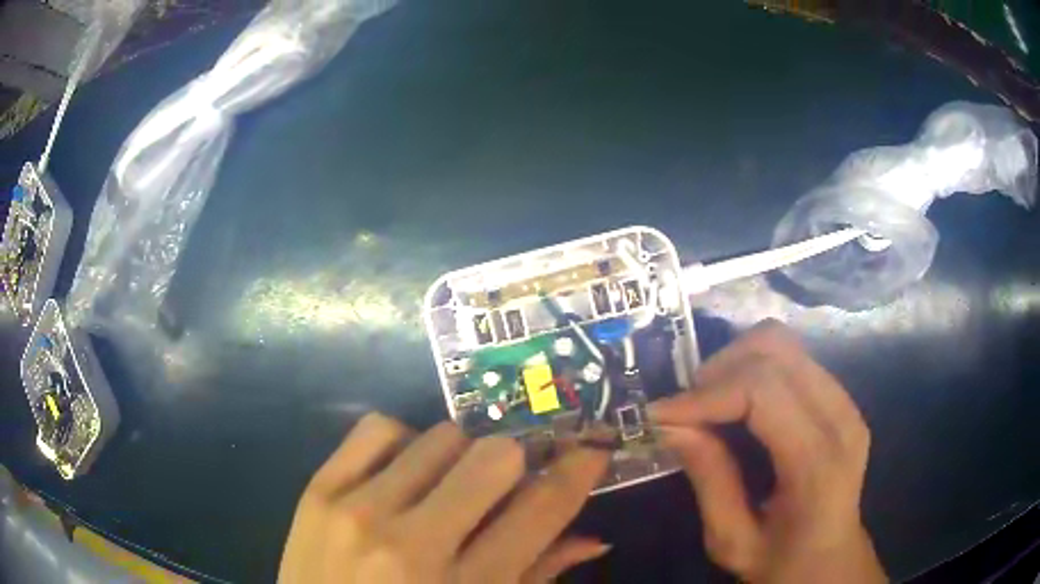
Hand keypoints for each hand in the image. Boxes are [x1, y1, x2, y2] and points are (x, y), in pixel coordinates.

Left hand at [279, 413, 610, 583]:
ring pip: (440, 436)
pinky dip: (404, 441)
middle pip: (493, 457)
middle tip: (508, 483)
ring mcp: (358, 509)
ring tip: (449, 486)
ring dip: (459, 456)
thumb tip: (591, 538)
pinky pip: (378, 429)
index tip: (591, 449)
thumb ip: (536, 578)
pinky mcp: (318, 489)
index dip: (577, 470)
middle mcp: (410, 542)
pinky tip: (404, 473)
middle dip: (515, 462)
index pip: (541, 509)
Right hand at [651, 321, 886, 583]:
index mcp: (818, 461)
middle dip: (719, 370)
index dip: (706, 394)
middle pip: (775, 349)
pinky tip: (736, 406)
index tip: (660, 415)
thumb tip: (670, 426)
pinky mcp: (840, 398)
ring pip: (783, 344)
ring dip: (735, 364)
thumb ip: (709, 480)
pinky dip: (753, 370)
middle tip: (686, 411)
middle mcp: (840, 417)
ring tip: (709, 405)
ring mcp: (846, 401)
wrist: (831, 559)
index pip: (763, 390)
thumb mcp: (732, 541)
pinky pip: (791, 360)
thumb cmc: (781, 562)